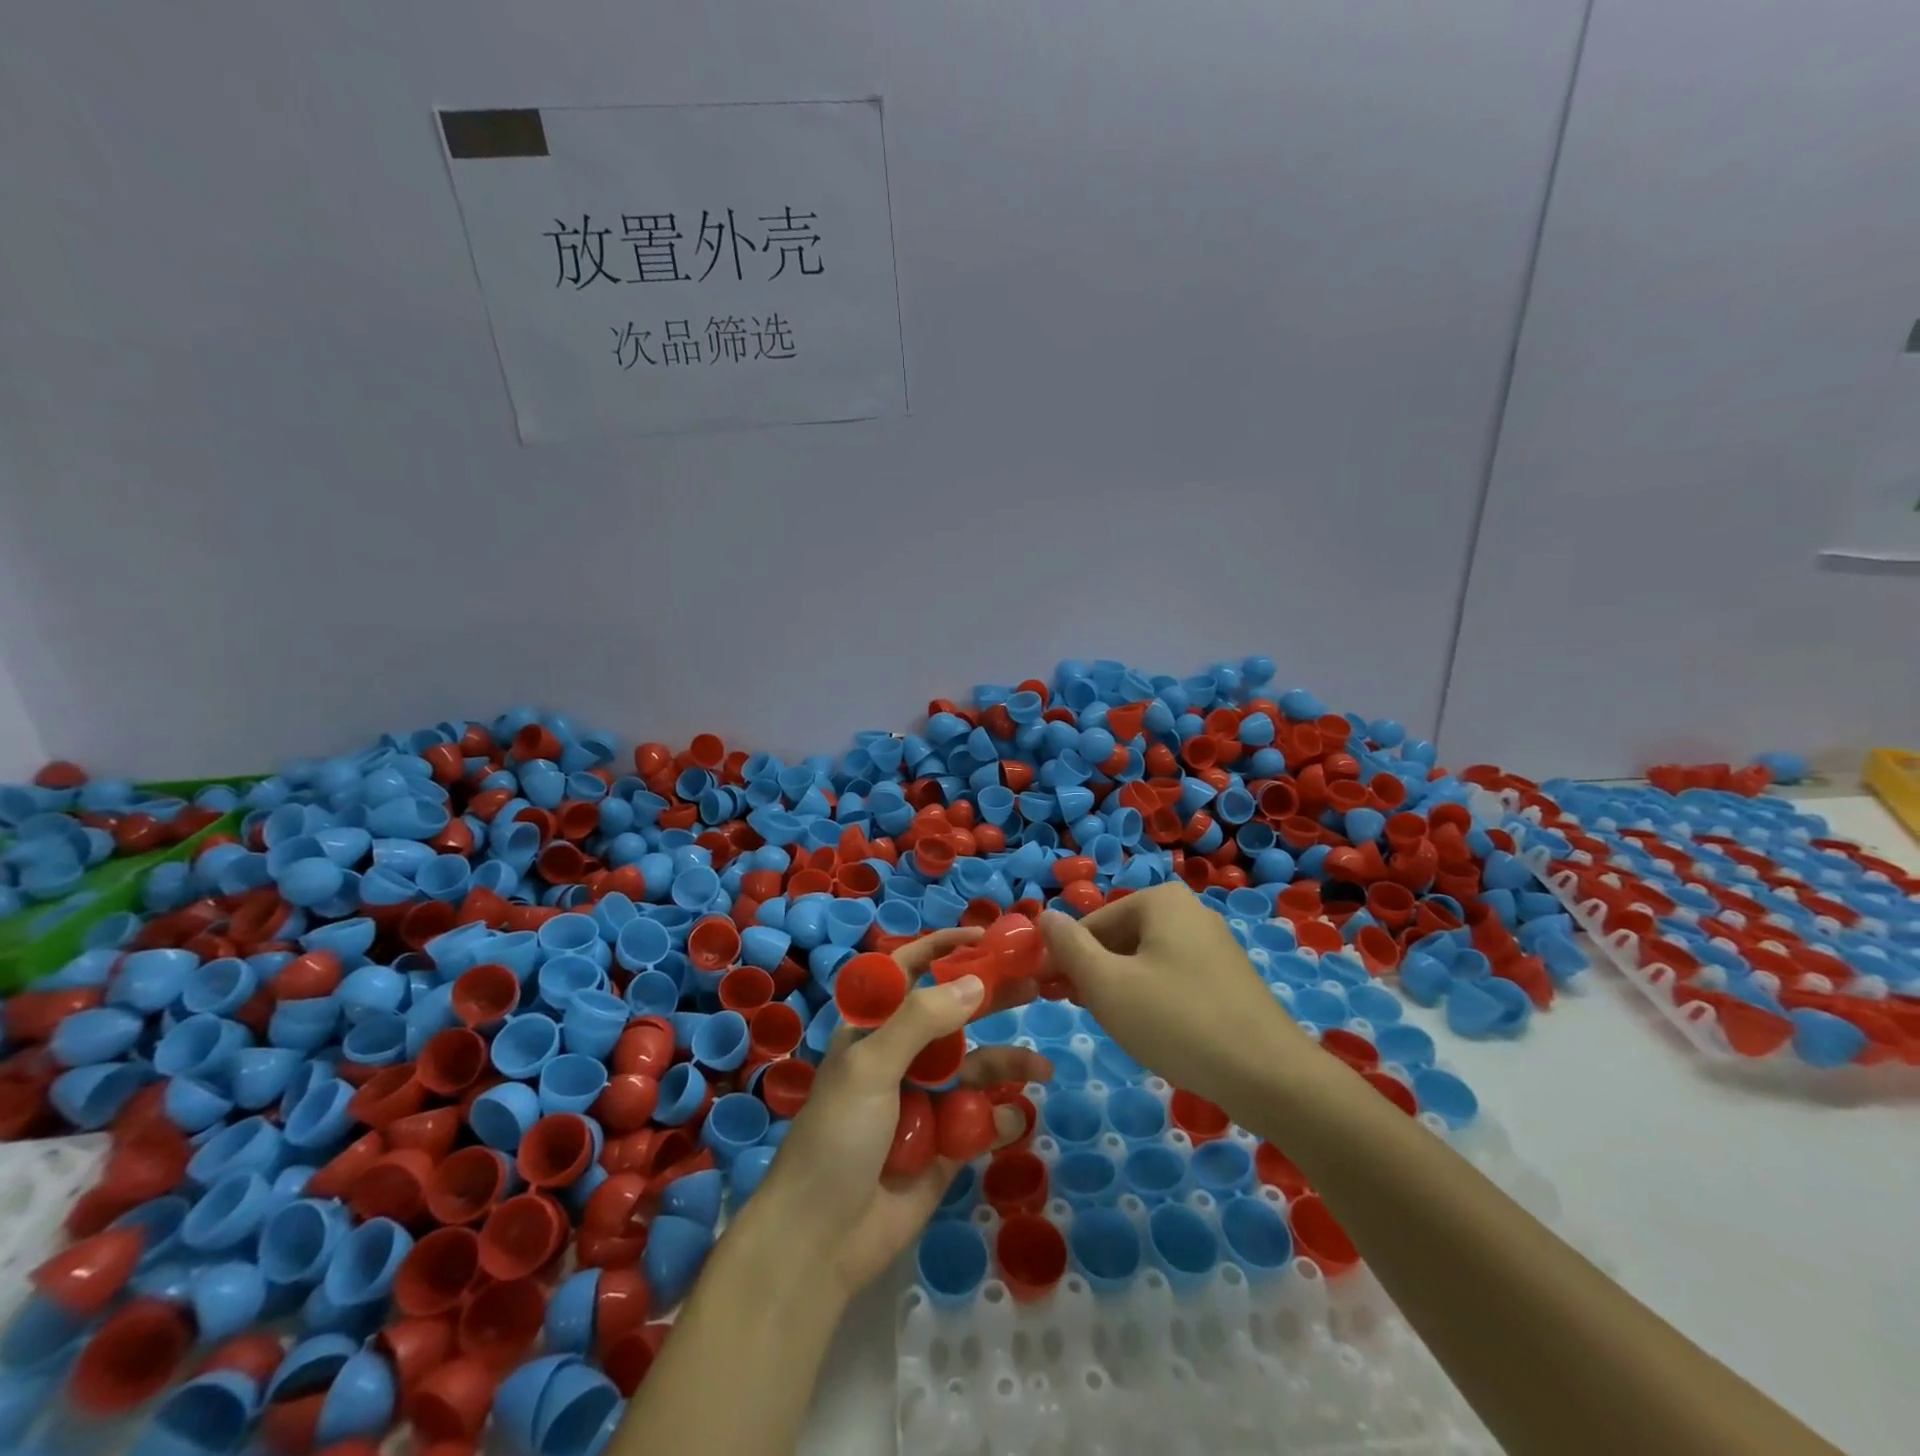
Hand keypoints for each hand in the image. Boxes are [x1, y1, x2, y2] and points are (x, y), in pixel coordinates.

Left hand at [756, 928, 1051, 1298]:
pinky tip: (1014, 1119)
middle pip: (955, 1015)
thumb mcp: (872, 1066)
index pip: (909, 971)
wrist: (819, 1242)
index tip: (985, 936)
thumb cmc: (837, 1137)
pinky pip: (981, 1121)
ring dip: (1008, 1063)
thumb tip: (976, 982)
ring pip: (976, 1068)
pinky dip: (1000, 1118)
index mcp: (874, 1029)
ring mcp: (926, 1101)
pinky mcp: (945, 1146)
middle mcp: (902, 1056)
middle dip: (992, 999)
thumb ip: (922, 1020)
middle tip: (1038, 984)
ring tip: (1040, 1068)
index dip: (943, 949)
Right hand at [1038, 883, 1315, 1113]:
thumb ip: (1068, 946)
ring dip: (1120, 988)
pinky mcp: (1228, 977)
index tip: (1047, 995)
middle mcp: (1189, 910)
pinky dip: (1152, 998)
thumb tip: (1043, 915)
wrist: (1270, 1076)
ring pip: (1145, 961)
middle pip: (1119, 939)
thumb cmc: (1176, 1021)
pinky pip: (1173, 977)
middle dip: (1094, 973)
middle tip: (1081, 1013)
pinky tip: (1153, 1031)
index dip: (1064, 959)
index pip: (1091, 924)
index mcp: (1160, 900)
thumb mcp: (1106, 985)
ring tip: (1115, 1026)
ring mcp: (1214, 944)